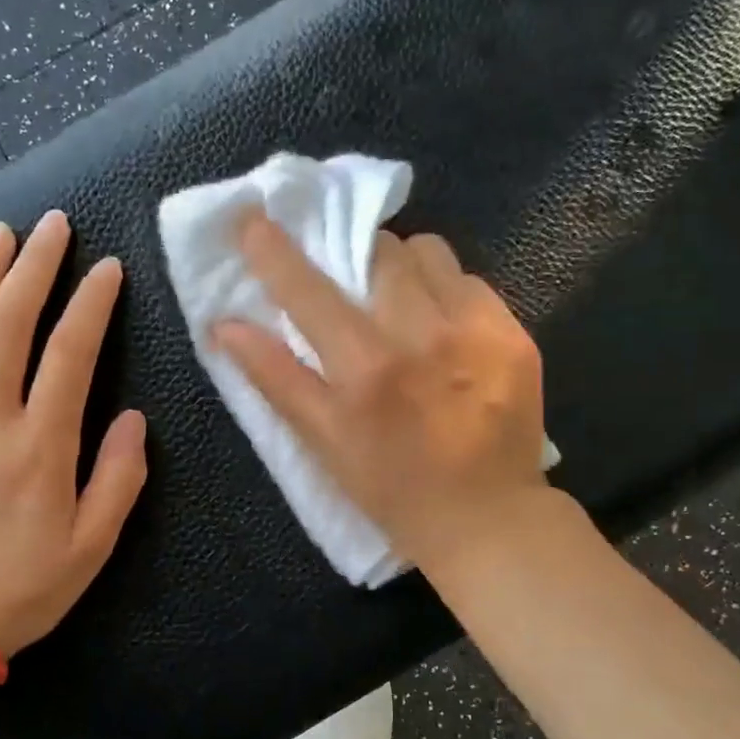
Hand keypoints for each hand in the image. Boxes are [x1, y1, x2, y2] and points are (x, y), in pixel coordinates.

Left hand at [0, 210, 147, 654]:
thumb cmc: (23, 588)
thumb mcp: (93, 545)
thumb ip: (118, 477)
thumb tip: (131, 417)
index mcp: (41, 446)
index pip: (70, 353)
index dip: (91, 303)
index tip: (108, 268)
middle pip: (7, 323)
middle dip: (34, 266)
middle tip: (53, 225)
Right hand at [213, 214, 547, 573]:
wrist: (490, 520)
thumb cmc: (393, 489)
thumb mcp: (324, 443)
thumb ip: (276, 378)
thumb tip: (224, 326)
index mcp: (367, 368)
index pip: (309, 290)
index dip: (275, 251)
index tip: (253, 218)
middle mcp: (423, 335)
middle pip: (379, 250)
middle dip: (355, 257)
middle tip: (351, 285)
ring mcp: (477, 330)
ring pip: (430, 254)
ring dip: (405, 268)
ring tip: (403, 304)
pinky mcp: (515, 335)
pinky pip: (471, 282)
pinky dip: (447, 293)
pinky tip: (446, 331)